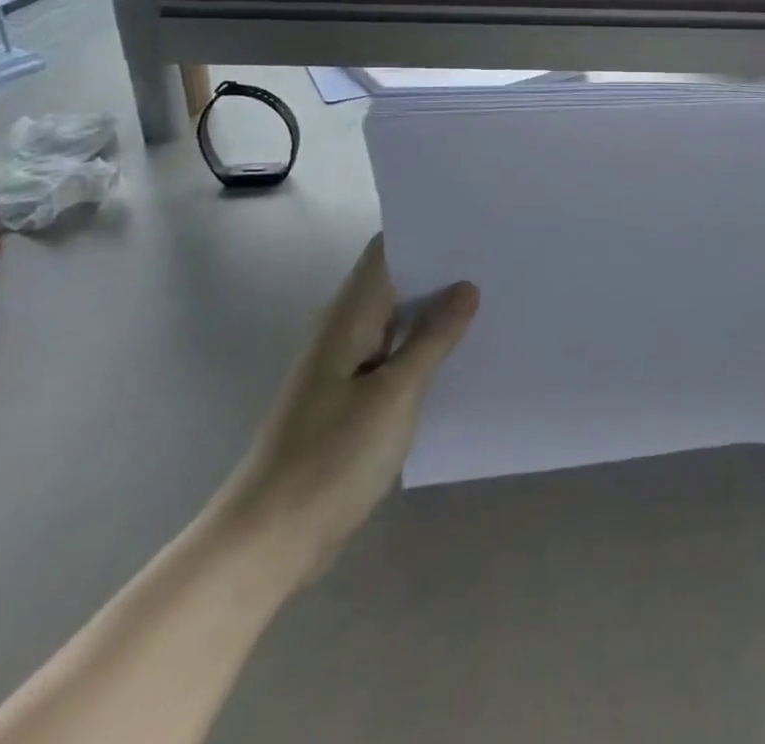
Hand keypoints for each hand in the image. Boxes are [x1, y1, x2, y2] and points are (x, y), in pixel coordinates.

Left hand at [212, 234, 477, 582]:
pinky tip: (461, 352)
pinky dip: (424, 345)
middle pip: (396, 280)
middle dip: (442, 268)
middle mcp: (344, 329)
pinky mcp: (351, 398)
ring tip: (491, 297)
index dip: (428, 231)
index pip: (387, 250)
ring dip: (436, 309)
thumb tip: (466, 288)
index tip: (475, 224)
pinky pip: (394, 354)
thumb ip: (433, 338)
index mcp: (349, 316)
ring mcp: (346, 365)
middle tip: (496, 259)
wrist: (268, 541)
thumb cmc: (330, 459)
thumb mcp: (394, 395)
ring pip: (398, 319)